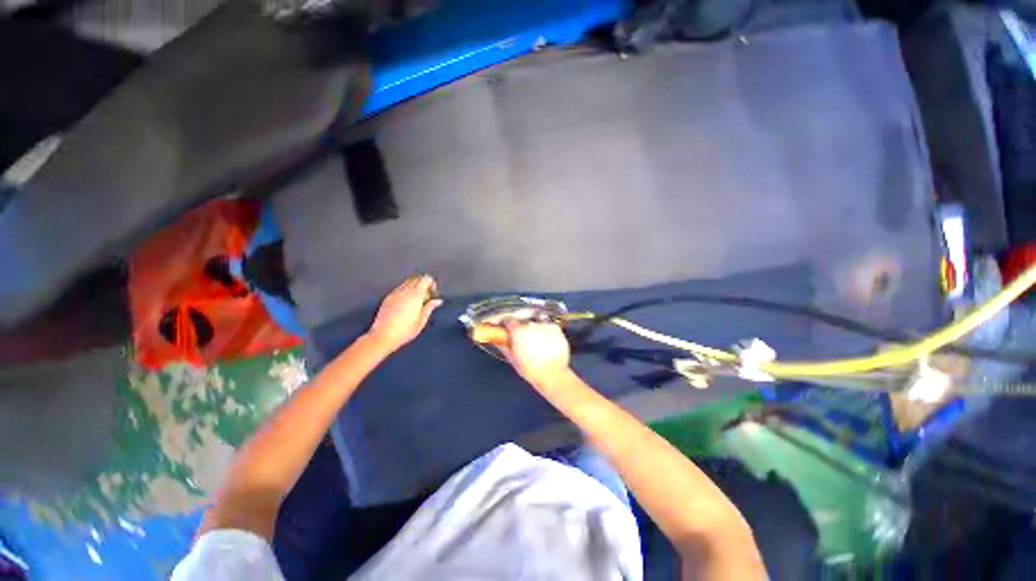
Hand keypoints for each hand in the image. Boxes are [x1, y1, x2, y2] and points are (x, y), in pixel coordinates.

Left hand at [366, 274, 442, 352]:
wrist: (382, 336)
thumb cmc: (405, 331)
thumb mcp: (421, 321)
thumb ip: (430, 308)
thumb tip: (438, 300)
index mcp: (415, 296)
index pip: (425, 279)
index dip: (432, 283)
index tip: (433, 294)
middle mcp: (405, 291)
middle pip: (416, 278)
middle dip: (423, 284)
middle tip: (426, 296)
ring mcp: (395, 293)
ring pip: (407, 282)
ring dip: (414, 287)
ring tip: (416, 300)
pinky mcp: (387, 298)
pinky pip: (399, 288)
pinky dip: (406, 291)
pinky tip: (406, 303)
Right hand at [500, 321, 571, 387]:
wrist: (553, 375)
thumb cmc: (532, 370)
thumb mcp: (513, 359)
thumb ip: (503, 346)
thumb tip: (496, 340)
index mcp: (518, 331)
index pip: (509, 321)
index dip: (507, 325)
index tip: (508, 329)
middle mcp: (531, 325)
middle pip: (522, 322)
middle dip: (521, 329)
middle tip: (522, 341)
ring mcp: (544, 325)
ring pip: (535, 323)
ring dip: (534, 330)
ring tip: (536, 344)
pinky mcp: (555, 328)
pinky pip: (547, 326)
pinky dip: (545, 332)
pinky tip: (545, 343)